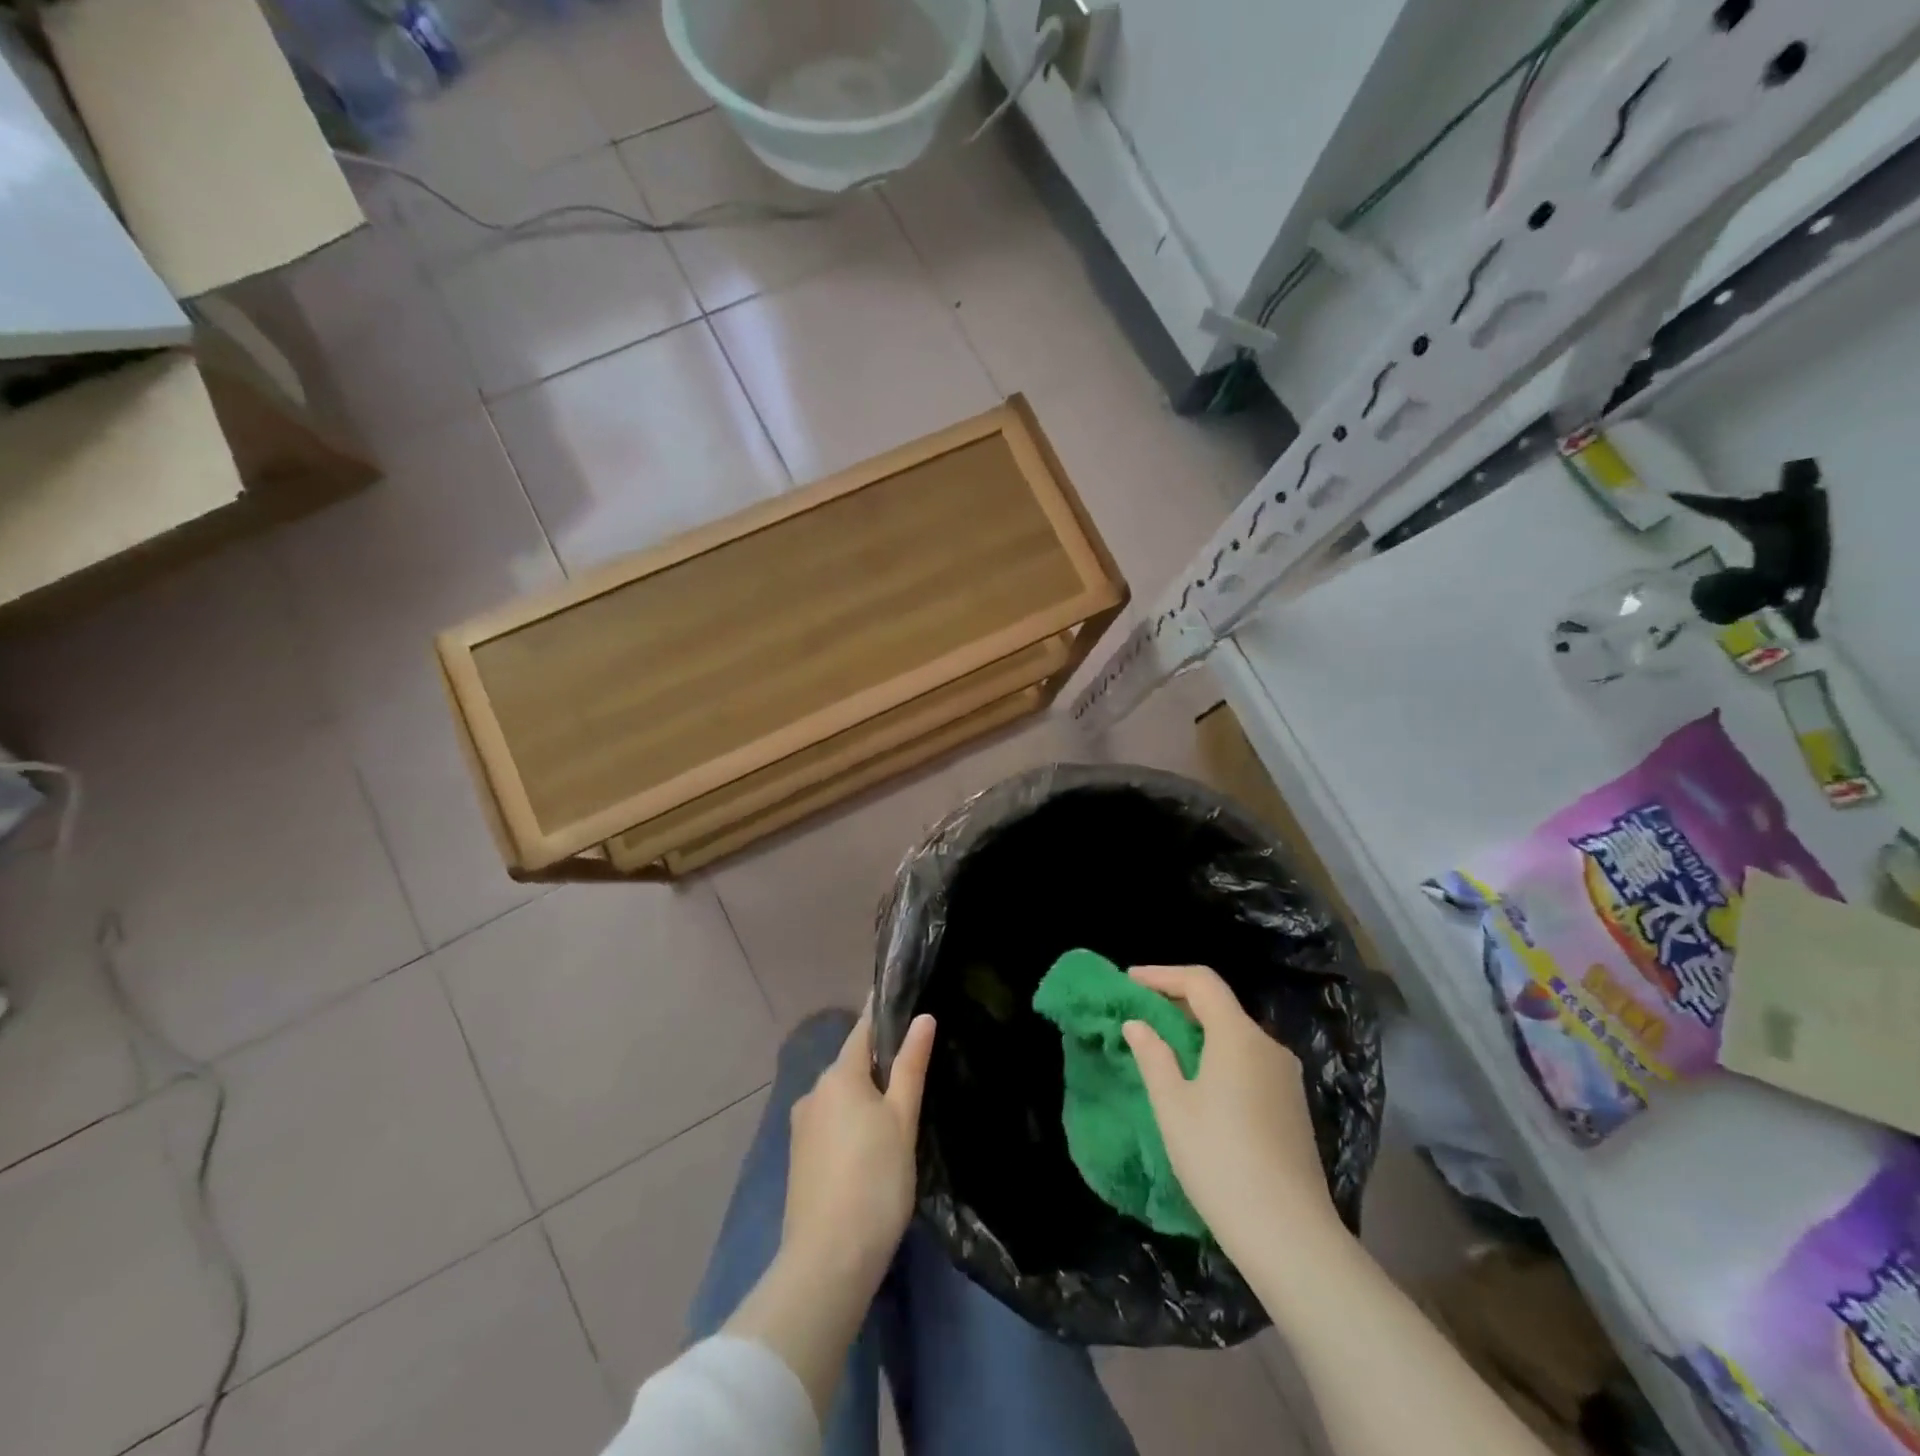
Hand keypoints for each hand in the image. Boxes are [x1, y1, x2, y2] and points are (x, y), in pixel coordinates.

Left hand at [782, 1010, 935, 1287]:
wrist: (827, 1261)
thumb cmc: (874, 1180)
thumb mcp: (902, 1120)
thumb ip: (910, 1066)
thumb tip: (922, 1018)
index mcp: (839, 1075)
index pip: (863, 1030)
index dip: (884, 1015)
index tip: (905, 1002)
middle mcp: (814, 1092)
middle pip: (852, 1065)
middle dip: (879, 1064)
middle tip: (916, 1072)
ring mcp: (802, 1127)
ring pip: (841, 1097)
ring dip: (865, 1098)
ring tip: (899, 1114)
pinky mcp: (799, 1159)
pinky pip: (831, 1124)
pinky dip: (851, 1123)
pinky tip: (871, 1146)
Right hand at [1122, 965, 1338, 1259]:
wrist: (1290, 1236)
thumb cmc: (1219, 1160)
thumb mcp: (1173, 1106)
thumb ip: (1153, 1056)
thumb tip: (1137, 1024)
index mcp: (1238, 1036)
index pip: (1201, 982)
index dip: (1163, 975)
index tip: (1130, 980)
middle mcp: (1268, 1046)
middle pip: (1220, 1006)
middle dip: (1178, 1002)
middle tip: (1140, 1012)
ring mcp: (1286, 1077)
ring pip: (1236, 1035)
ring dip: (1198, 1031)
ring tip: (1164, 1046)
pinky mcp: (1293, 1106)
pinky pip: (1249, 1061)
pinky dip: (1219, 1055)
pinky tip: (1199, 1081)